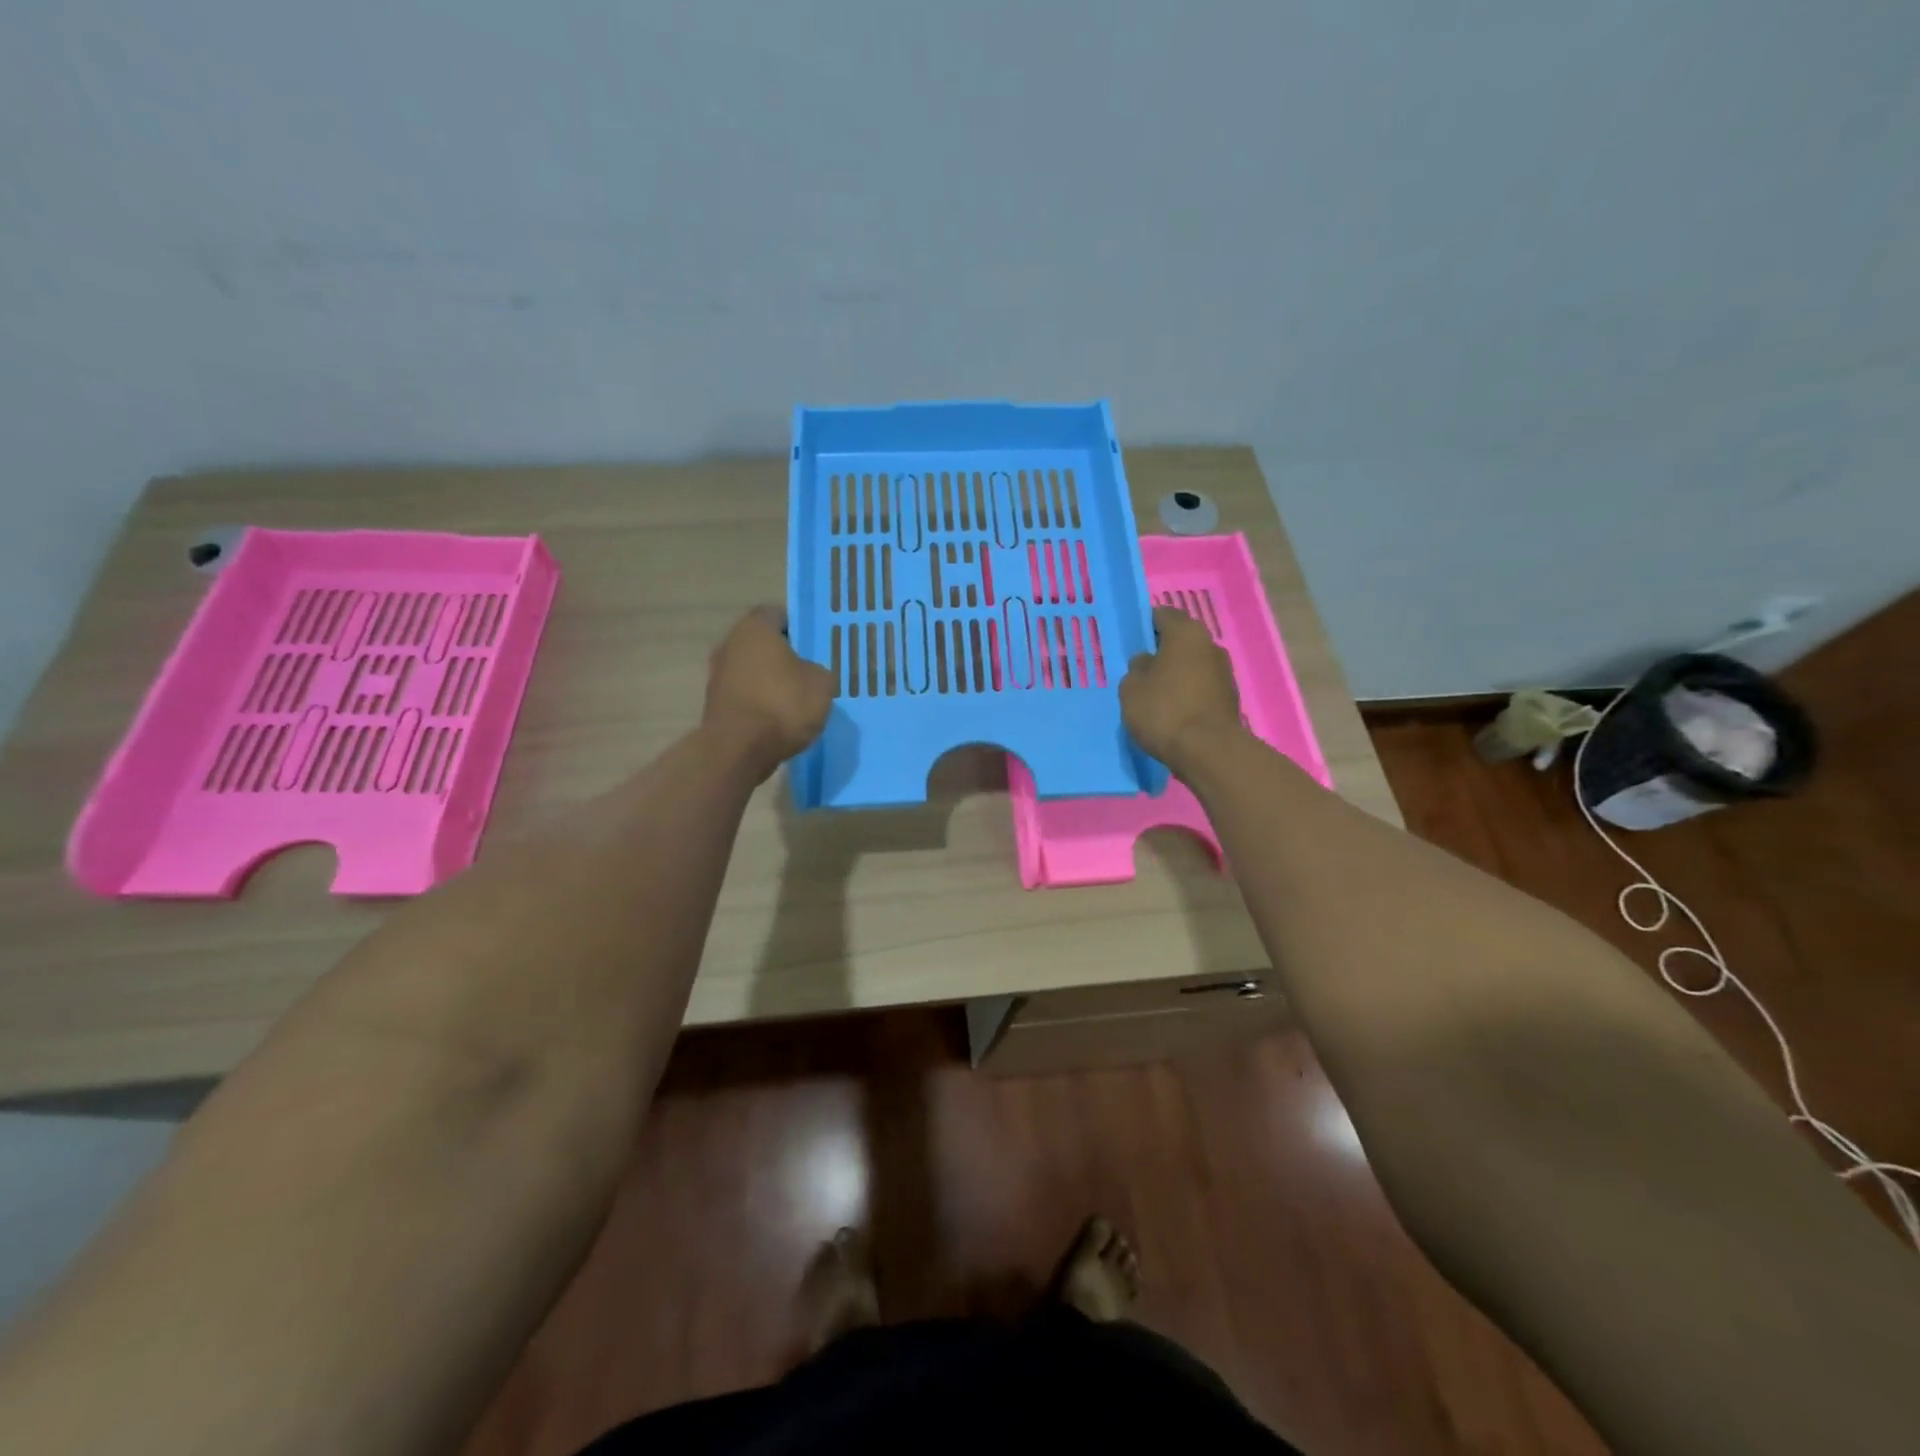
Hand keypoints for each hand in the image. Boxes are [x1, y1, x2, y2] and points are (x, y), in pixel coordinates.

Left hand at [703, 606, 834, 779]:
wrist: (739, 749)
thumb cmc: (783, 704)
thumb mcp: (822, 683)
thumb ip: (817, 670)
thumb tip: (808, 673)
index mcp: (755, 628)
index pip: (777, 614)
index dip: (797, 627)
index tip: (813, 645)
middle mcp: (729, 644)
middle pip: (761, 644)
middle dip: (782, 656)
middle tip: (807, 672)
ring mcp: (717, 675)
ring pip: (751, 670)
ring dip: (769, 681)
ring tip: (795, 700)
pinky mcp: (714, 704)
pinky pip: (744, 695)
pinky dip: (759, 703)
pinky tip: (777, 720)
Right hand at [1120, 607, 1244, 768]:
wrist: (1208, 751)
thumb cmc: (1164, 710)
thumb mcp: (1131, 688)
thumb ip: (1137, 668)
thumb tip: (1148, 662)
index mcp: (1186, 633)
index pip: (1163, 615)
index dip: (1145, 626)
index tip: (1132, 642)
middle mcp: (1210, 645)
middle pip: (1181, 641)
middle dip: (1162, 652)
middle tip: (1140, 670)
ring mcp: (1224, 672)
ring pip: (1192, 665)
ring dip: (1176, 674)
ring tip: (1155, 694)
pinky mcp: (1230, 698)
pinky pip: (1201, 687)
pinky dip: (1188, 693)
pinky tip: (1173, 711)